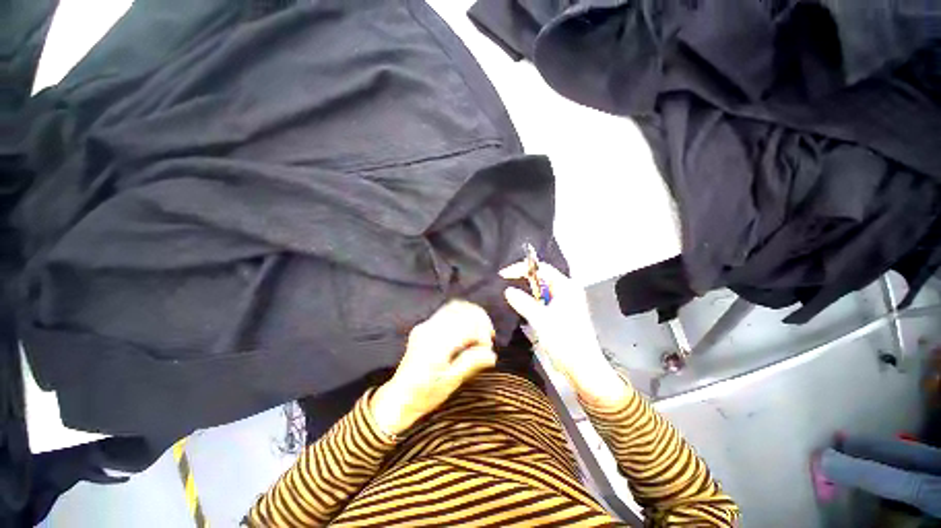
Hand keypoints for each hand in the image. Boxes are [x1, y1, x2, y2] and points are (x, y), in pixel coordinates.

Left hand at [371, 300, 496, 435]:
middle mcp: (429, 329)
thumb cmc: (424, 395)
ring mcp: (425, 325)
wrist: (398, 398)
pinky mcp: (424, 326)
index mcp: (436, 345)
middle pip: (462, 311)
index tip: (488, 350)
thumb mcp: (450, 383)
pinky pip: (446, 311)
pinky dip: (461, 314)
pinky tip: (468, 327)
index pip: (467, 327)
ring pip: (455, 307)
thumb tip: (492, 355)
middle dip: (480, 321)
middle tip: (488, 338)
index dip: (482, 335)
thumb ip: (470, 364)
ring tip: (481, 330)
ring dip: (472, 315)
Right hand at [500, 261, 628, 408]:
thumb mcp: (540, 320)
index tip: (504, 276)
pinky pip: (544, 301)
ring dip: (527, 292)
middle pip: (542, 277)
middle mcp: (567, 291)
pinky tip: (523, 308)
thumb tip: (509, 290)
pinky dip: (532, 302)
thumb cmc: (565, 342)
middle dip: (523, 280)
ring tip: (511, 296)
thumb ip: (523, 302)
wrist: (583, 369)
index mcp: (566, 287)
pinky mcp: (563, 313)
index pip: (541, 268)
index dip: (522, 269)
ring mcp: (566, 302)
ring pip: (542, 290)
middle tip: (506, 285)